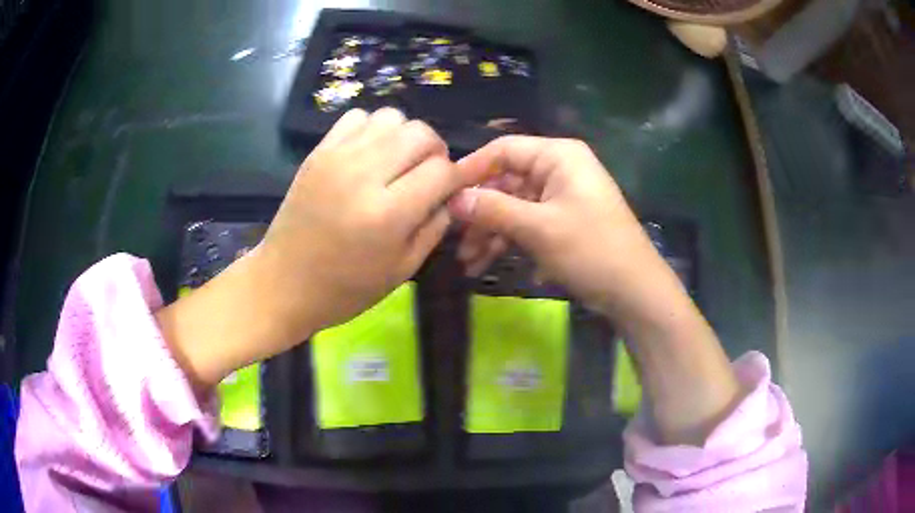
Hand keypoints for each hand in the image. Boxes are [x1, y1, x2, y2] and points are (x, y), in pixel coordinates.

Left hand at [259, 107, 469, 333]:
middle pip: (421, 133)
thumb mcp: (402, 270)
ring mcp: (337, 158)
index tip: (450, 190)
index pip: (442, 170)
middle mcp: (364, 175)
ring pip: (392, 117)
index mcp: (388, 213)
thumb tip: (450, 194)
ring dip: (405, 136)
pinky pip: (357, 117)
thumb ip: (435, 227)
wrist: (284, 282)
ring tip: (398, 162)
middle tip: (428, 173)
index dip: (456, 178)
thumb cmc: (345, 288)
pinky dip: (373, 129)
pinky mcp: (318, 152)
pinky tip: (369, 154)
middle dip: (435, 151)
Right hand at [449, 135, 739, 444]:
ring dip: (490, 233)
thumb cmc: (591, 250)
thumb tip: (453, 199)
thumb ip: (493, 209)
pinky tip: (488, 265)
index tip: (442, 194)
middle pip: (506, 181)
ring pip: (514, 207)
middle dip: (480, 212)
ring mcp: (561, 197)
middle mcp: (559, 169)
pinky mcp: (563, 221)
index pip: (503, 150)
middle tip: (454, 239)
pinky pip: (528, 223)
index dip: (471, 170)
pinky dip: (509, 242)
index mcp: (558, 156)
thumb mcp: (538, 228)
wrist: (634, 292)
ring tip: (469, 263)